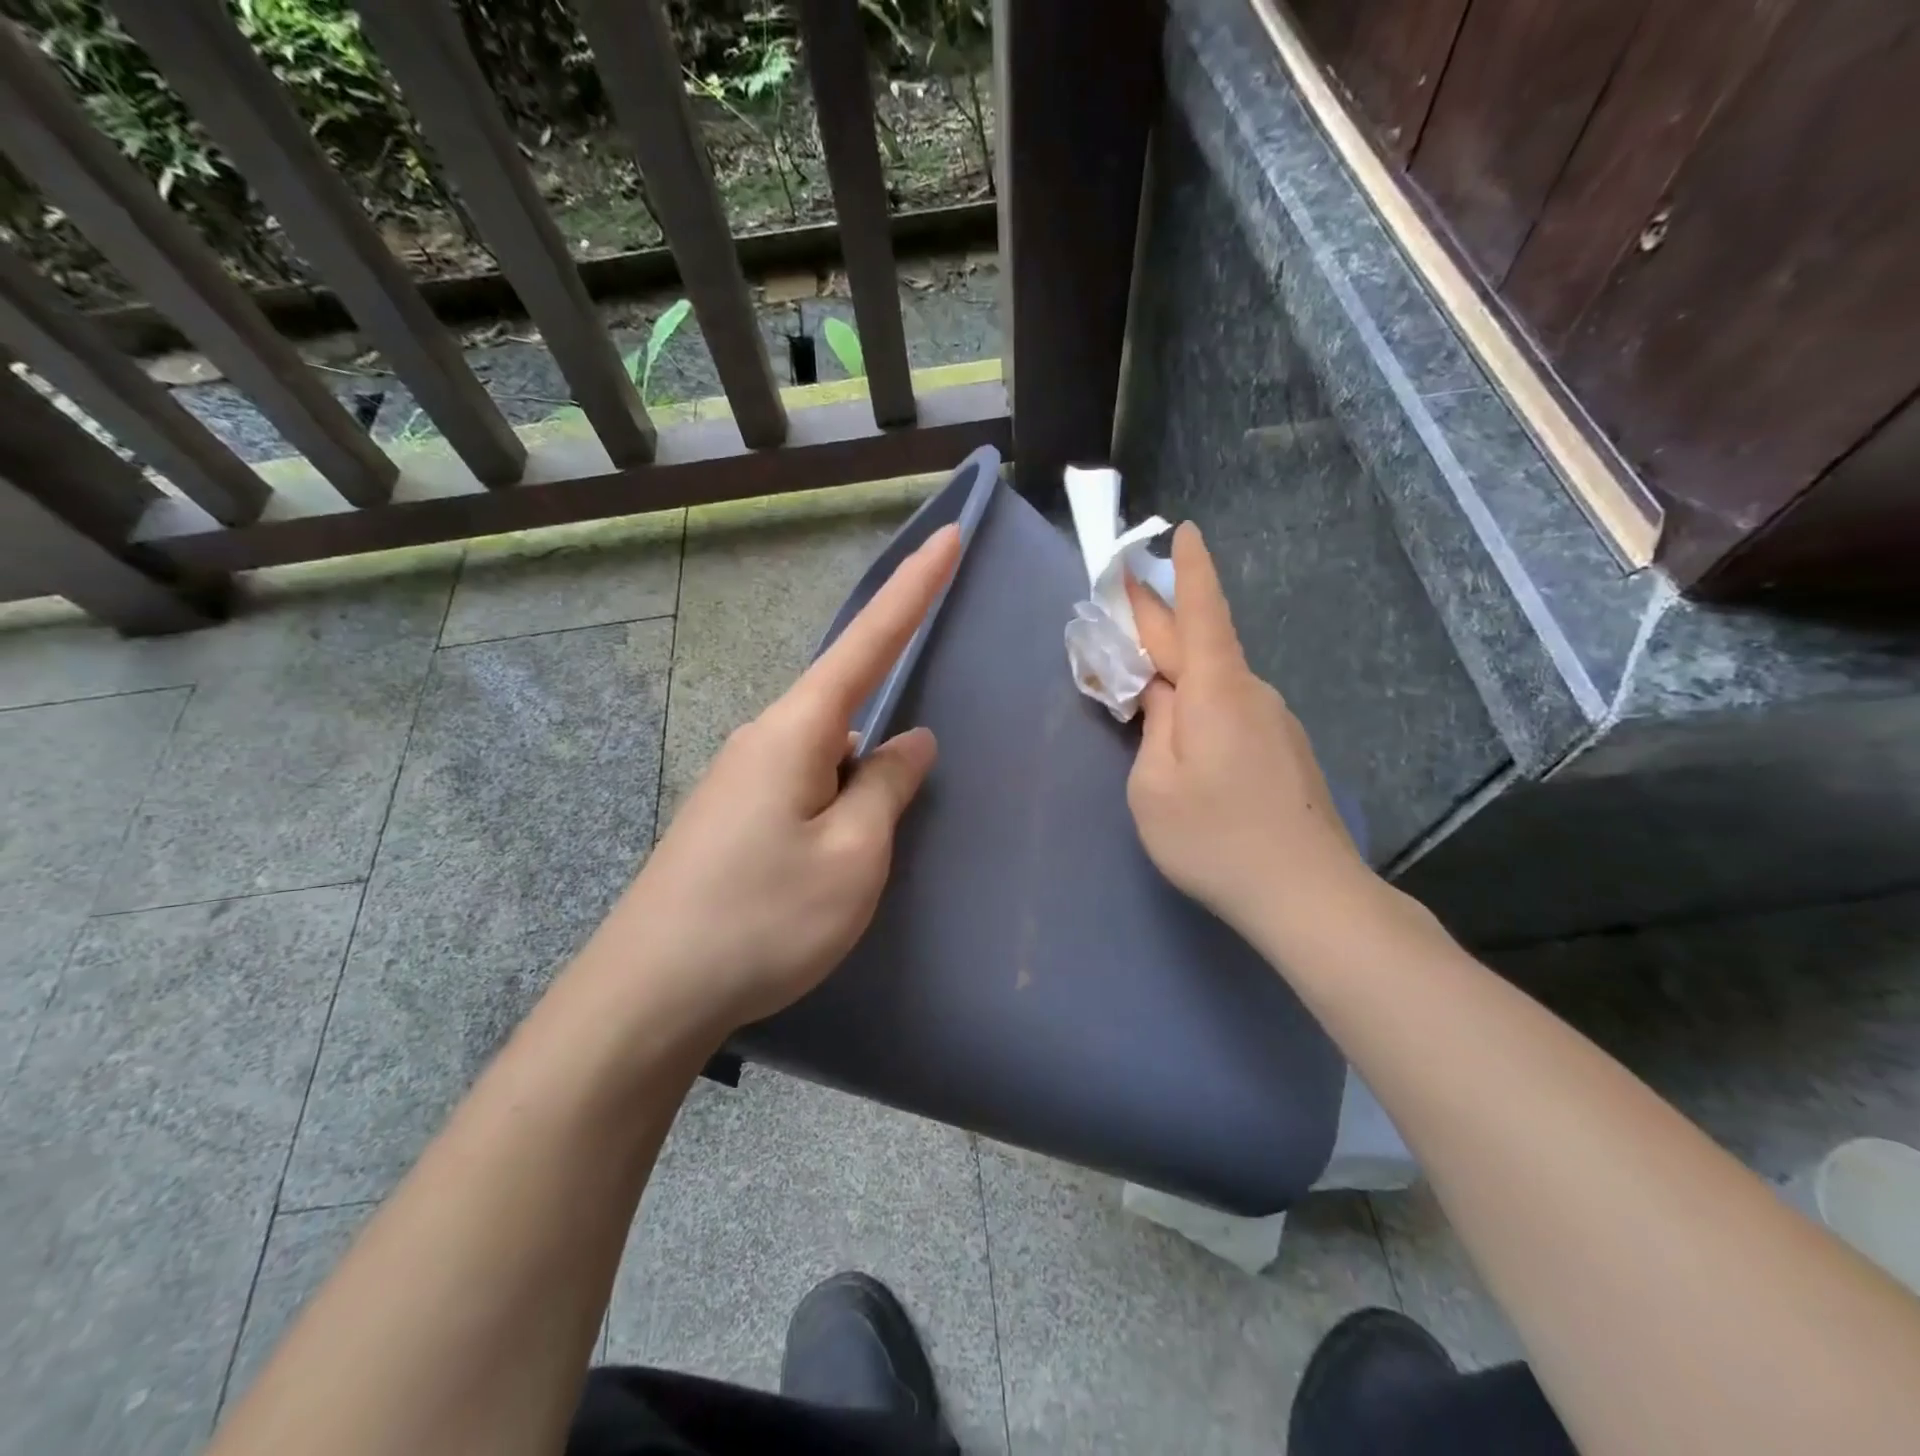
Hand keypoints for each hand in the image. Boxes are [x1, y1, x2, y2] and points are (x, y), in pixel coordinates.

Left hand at [595, 524, 961, 1030]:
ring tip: (859, 859)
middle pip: (847, 705)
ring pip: (827, 757)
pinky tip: (832, 863)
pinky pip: (804, 788)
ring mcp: (742, 779)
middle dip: (885, 733)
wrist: (649, 994)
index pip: (869, 641)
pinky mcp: (732, 817)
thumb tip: (909, 740)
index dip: (914, 588)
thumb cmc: (763, 918)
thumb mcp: (853, 855)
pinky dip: (835, 810)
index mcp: (797, 731)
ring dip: (858, 790)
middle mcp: (764, 739)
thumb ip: (888, 787)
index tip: (948, 535)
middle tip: (895, 806)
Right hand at [1126, 523, 1375, 943]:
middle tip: (1120, 610)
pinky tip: (1185, 739)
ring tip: (1140, 688)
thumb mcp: (1153, 785)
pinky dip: (1199, 706)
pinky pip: (1231, 710)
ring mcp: (1273, 721)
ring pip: (1214, 682)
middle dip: (1158, 622)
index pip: (1200, 612)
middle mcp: (1250, 692)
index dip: (1188, 570)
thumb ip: (1151, 727)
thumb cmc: (1215, 837)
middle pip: (1199, 644)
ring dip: (1176, 674)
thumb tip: (1160, 695)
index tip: (1183, 530)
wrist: (1307, 894)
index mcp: (1215, 690)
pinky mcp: (1284, 749)